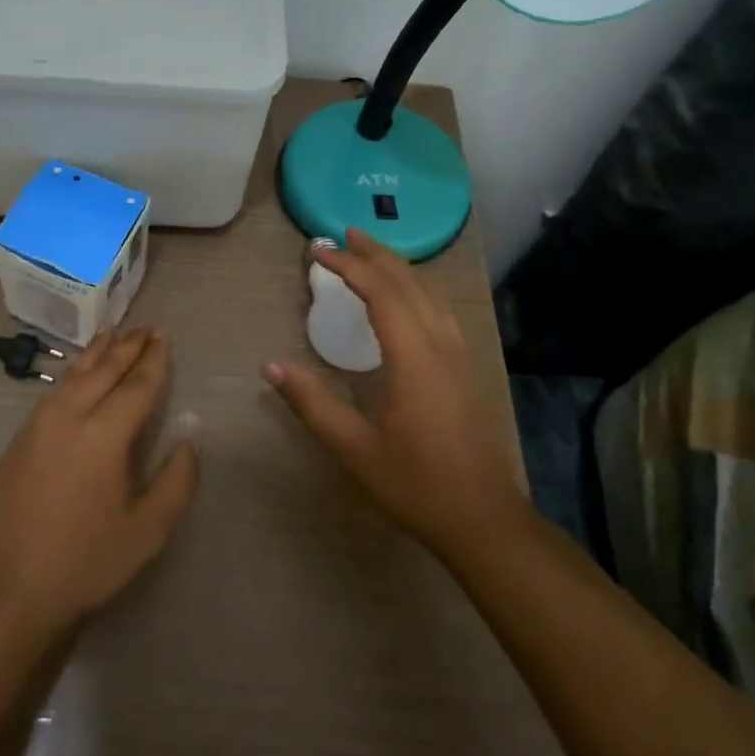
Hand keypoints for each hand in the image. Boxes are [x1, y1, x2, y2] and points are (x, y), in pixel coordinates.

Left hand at [0, 328, 198, 636]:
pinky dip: (73, 372)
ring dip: (96, 352)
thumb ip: (176, 481)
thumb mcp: (147, 531)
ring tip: (112, 333)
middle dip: (128, 347)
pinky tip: (77, 374)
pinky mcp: (20, 438)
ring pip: (73, 374)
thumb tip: (190, 439)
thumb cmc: (85, 562)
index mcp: (104, 434)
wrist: (8, 588)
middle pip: (104, 370)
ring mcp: (39, 423)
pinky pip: (54, 390)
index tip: (164, 338)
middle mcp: (70, 416)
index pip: (136, 385)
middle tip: (146, 328)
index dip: (154, 361)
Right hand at [262, 229, 523, 556]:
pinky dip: (415, 288)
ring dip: (398, 267)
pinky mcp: (465, 368)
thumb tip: (270, 365)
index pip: (381, 292)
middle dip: (376, 254)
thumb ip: (311, 402)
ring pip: (430, 293)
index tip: (318, 253)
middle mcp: (441, 345)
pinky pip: (439, 309)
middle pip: (409, 282)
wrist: (484, 520)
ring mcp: (459, 356)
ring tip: (370, 254)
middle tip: (343, 235)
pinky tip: (405, 297)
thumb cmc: (416, 483)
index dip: (349, 266)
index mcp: (414, 357)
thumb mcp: (354, 447)